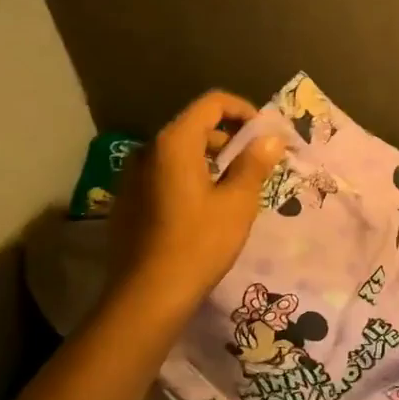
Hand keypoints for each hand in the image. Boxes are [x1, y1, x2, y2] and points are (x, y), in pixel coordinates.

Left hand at [108, 90, 284, 311]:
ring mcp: (131, 176)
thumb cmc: (199, 243)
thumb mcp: (237, 203)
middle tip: (255, 166)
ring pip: (178, 154)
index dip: (243, 111)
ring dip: (209, 161)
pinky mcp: (127, 201)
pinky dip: (188, 179)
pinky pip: (163, 175)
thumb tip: (271, 138)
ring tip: (233, 190)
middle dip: (229, 139)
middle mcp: (147, 150)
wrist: (147, 295)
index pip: (212, 103)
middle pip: (194, 127)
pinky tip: (203, 210)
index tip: (265, 134)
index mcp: (174, 143)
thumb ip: (254, 163)